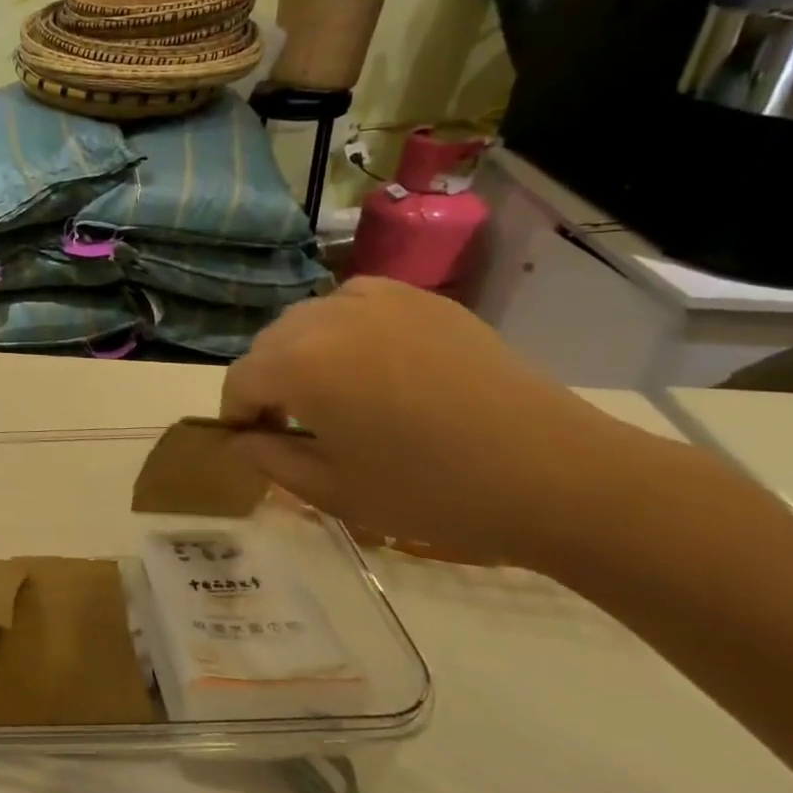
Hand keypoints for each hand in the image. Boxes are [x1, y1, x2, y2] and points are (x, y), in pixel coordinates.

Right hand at [220, 278, 632, 565]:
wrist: (555, 475)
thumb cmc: (431, 491)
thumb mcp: (332, 490)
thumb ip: (269, 460)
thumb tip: (241, 439)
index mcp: (299, 364)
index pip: (240, 379)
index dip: (237, 414)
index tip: (252, 443)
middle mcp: (328, 317)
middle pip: (269, 344)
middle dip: (267, 381)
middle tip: (290, 424)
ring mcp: (380, 301)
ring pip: (309, 319)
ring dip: (302, 353)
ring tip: (331, 392)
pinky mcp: (422, 301)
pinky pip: (355, 303)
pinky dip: (344, 329)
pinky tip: (369, 363)